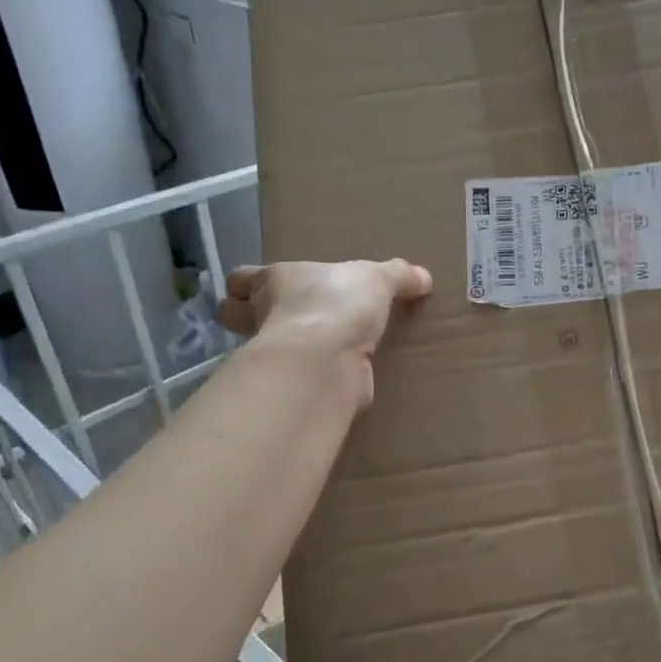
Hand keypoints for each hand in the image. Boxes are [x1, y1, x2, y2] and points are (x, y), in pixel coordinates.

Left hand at [217, 260, 432, 403]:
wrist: (327, 357)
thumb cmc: (338, 303)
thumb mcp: (377, 278)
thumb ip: (398, 276)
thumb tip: (424, 278)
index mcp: (275, 281)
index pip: (240, 279)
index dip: (246, 285)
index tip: (258, 290)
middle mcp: (265, 316)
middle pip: (236, 318)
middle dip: (249, 321)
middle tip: (282, 322)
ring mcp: (276, 355)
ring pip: (262, 351)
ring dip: (280, 351)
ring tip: (311, 351)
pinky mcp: (293, 386)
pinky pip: (296, 379)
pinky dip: (309, 378)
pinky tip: (333, 376)